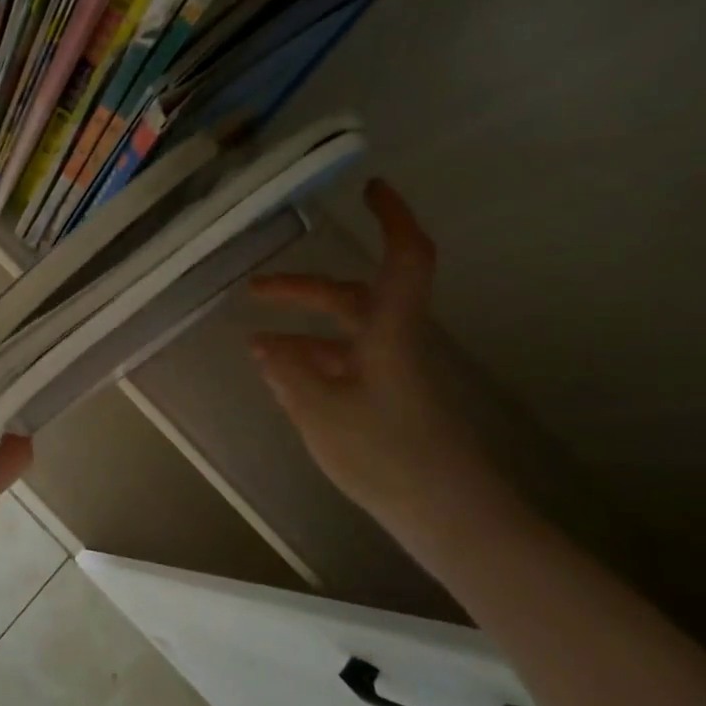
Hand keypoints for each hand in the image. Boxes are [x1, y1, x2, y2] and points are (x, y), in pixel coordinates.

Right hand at [250, 180, 491, 524]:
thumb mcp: (321, 413)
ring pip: (344, 333)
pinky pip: (346, 364)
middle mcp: (394, 343)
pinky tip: (283, 379)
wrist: (452, 518)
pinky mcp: (390, 399)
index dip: (392, 218)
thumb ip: (288, 376)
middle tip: (254, 290)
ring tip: (255, 344)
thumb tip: (260, 346)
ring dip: (301, 329)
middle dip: (301, 289)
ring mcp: (393, 373)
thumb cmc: (389, 457)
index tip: (371, 187)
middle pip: (350, 297)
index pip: (403, 259)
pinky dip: (312, 361)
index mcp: (389, 333)